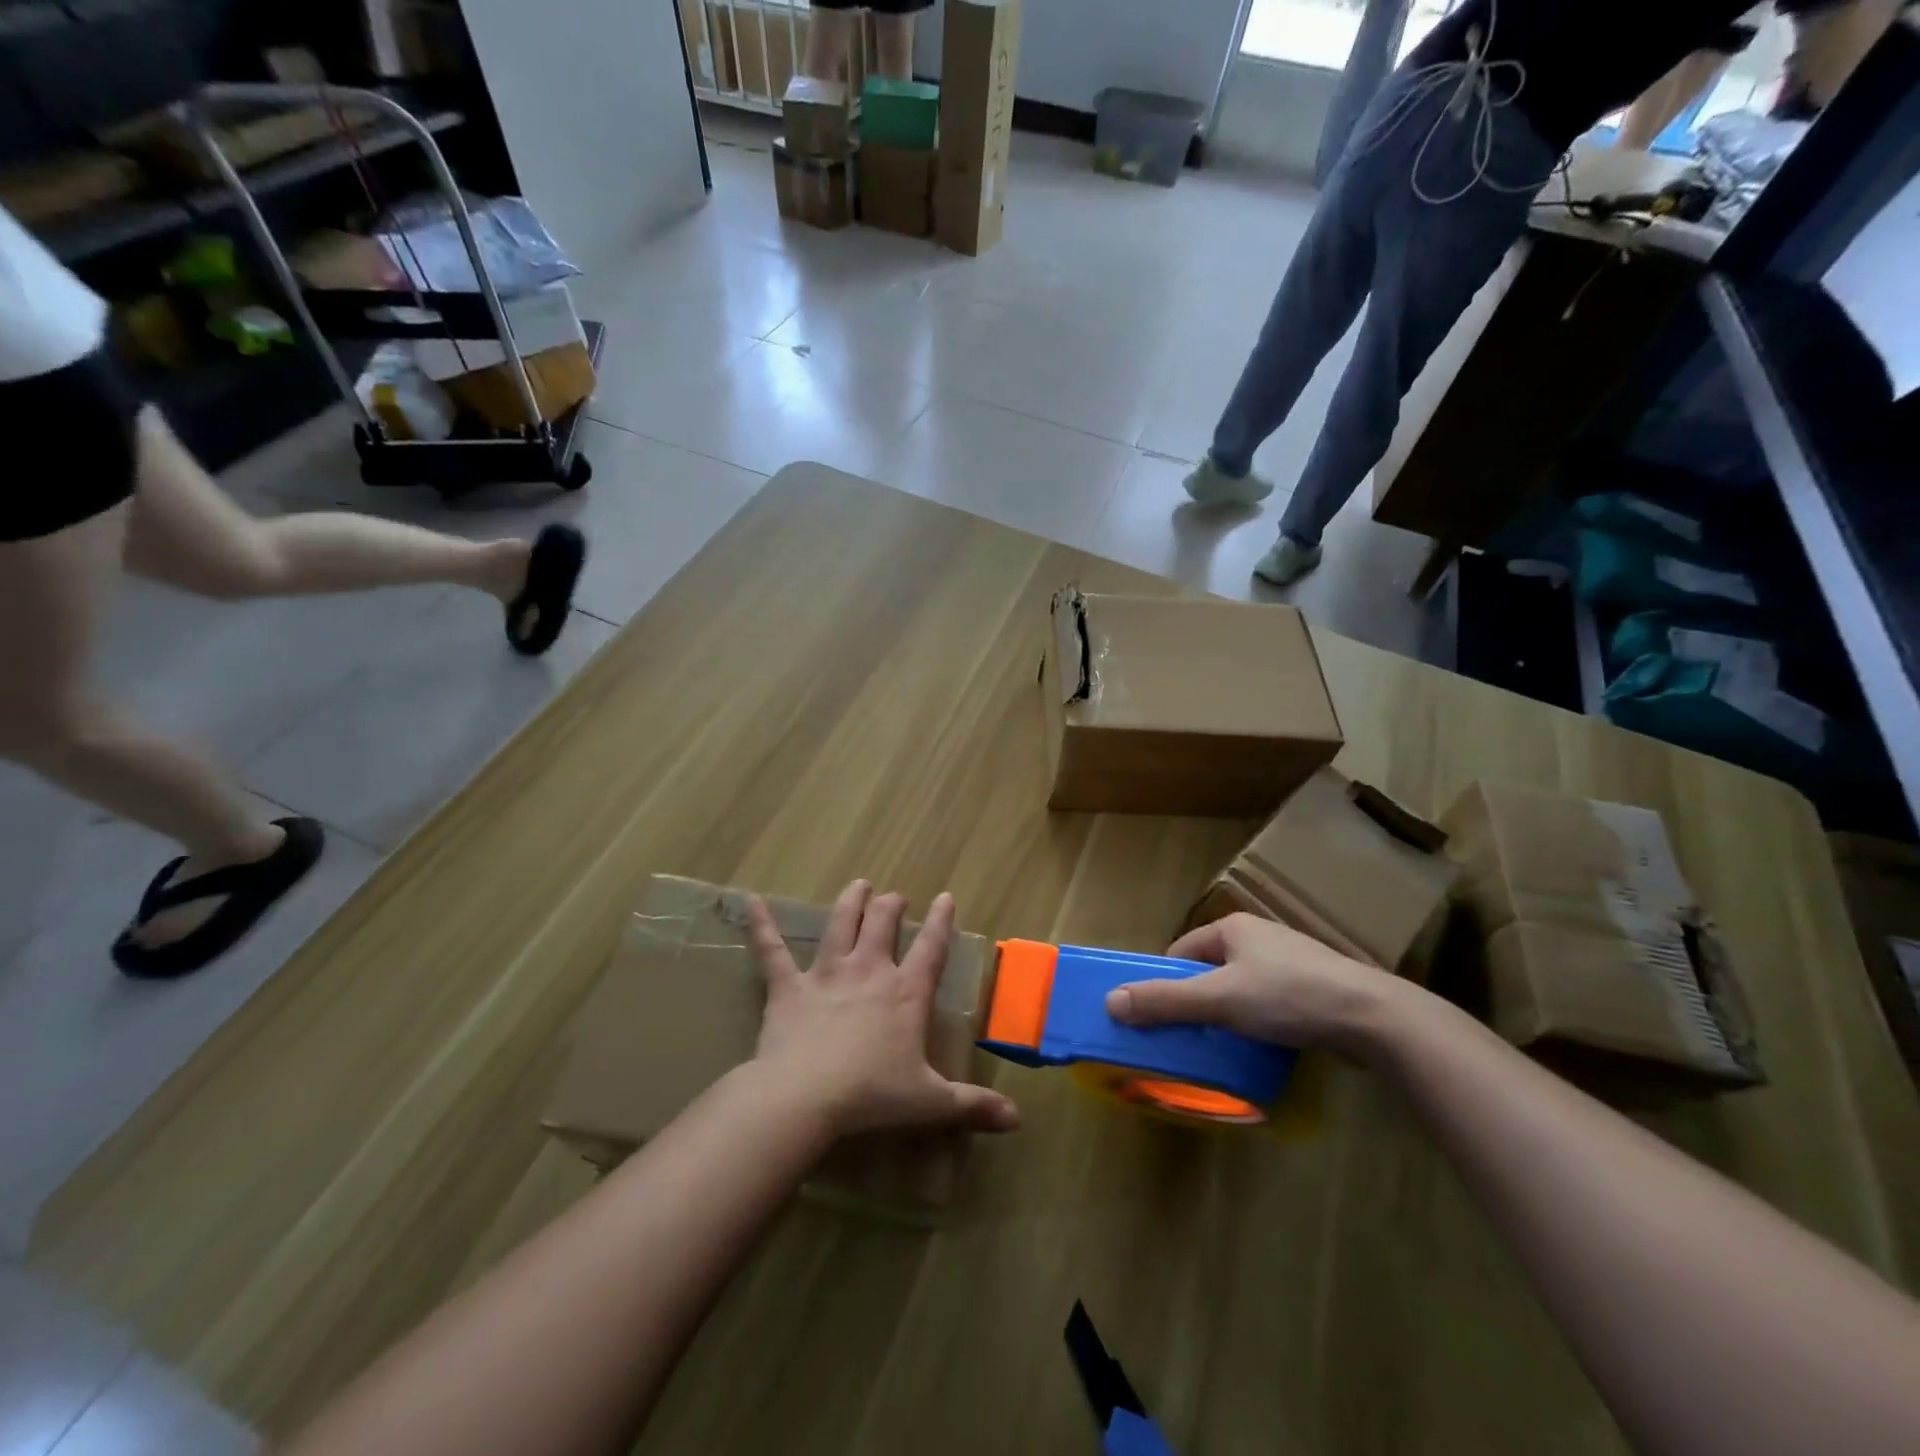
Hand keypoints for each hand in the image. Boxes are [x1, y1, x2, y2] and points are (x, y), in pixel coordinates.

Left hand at [746, 881, 1020, 1139]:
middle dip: (891, 906)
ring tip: (858, 885)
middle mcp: (868, 971)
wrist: (805, 1098)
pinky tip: (750, 901)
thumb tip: (1018, 1121)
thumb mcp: (930, 1103)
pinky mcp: (788, 987)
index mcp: (905, 992)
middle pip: (883, 923)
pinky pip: (772, 950)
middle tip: (895, 898)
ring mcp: (827, 974)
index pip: (931, 947)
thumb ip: (973, 1106)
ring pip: (841, 924)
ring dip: (850, 901)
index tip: (946, 897)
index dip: (940, 920)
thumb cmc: (872, 1096)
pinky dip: (761, 925)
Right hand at [1104, 913, 1398, 1056]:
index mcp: (1232, 928)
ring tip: (1225, 1046)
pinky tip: (1264, 1046)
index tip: (1159, 1017)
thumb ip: (1165, 1001)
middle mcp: (1259, 936)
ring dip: (1228, 1015)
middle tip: (1189, 1037)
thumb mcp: (1219, 1000)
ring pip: (1240, 988)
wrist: (1373, 1017)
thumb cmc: (1288, 996)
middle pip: (1209, 970)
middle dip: (1197, 1002)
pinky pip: (1271, 1003)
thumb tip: (1110, 1002)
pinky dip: (1259, 1022)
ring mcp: (1290, 961)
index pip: (1181, 952)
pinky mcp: (1315, 987)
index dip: (1165, 982)